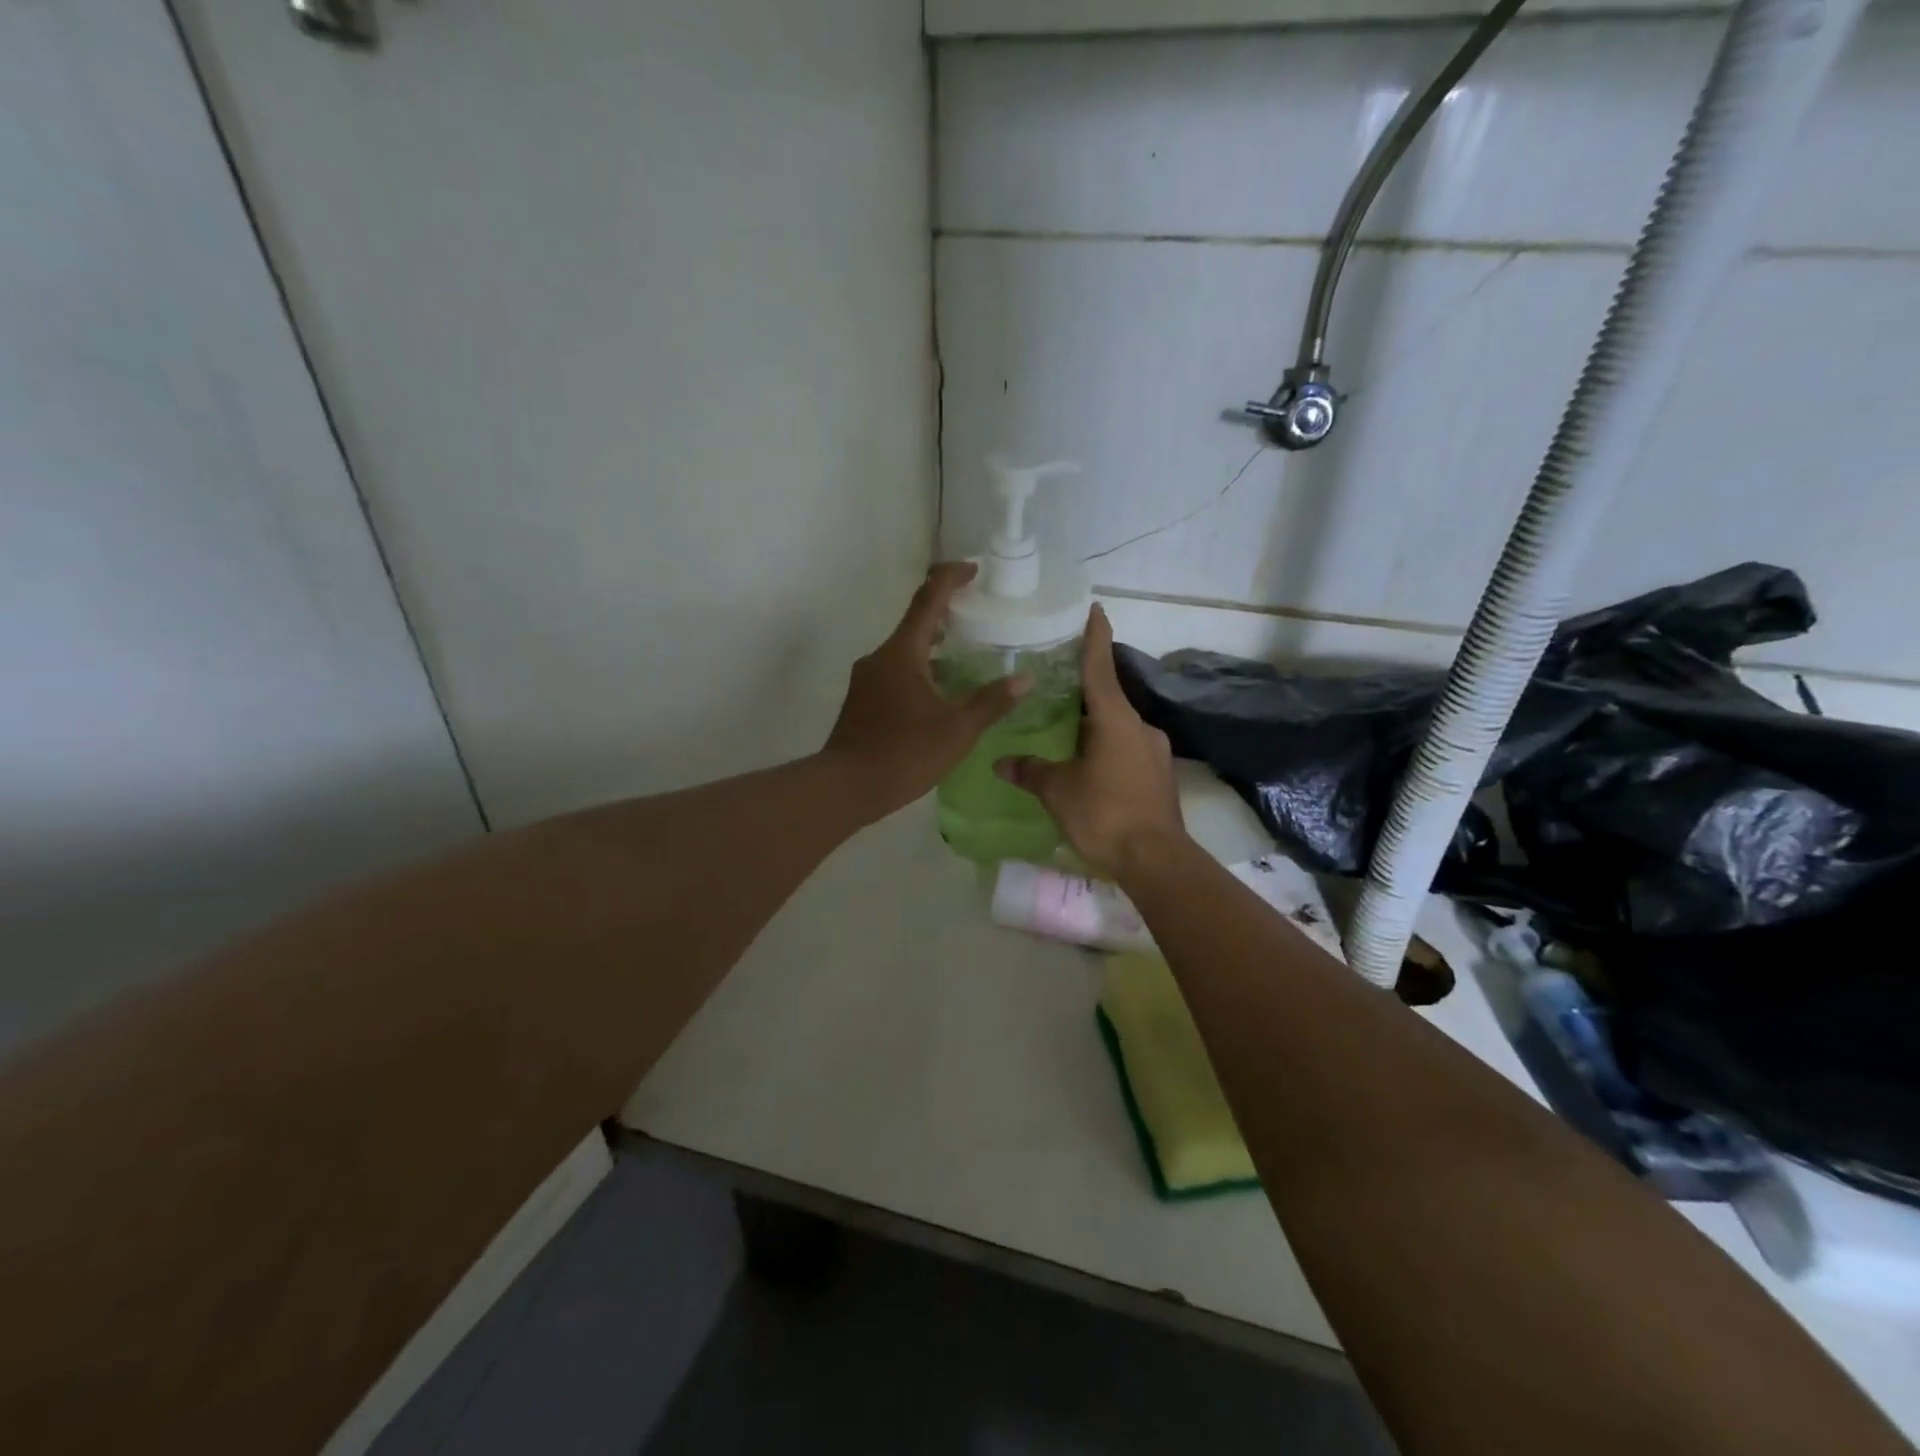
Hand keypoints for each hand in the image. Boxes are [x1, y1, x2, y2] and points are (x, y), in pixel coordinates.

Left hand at [824, 562, 1026, 818]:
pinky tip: (936, 695)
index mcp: (902, 653)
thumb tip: (1024, 679)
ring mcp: (866, 680)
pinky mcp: (861, 702)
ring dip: (932, 647)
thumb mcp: (957, 730)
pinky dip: (918, 671)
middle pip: (915, 624)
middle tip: (975, 617)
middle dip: (944, 615)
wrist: (846, 787)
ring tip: (961, 657)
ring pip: (904, 652)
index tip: (973, 570)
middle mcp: (880, 657)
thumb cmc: (904, 753)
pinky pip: (894, 673)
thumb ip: (991, 702)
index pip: (928, 599)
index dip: (951, 578)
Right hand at [995, 604, 1185, 878]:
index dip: (1094, 638)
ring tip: (1067, 734)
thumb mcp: (1058, 791)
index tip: (1095, 609)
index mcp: (1115, 720)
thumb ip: (1030, 771)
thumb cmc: (1104, 813)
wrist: (1156, 859)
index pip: (1100, 667)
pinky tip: (1090, 767)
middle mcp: (1139, 727)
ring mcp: (1154, 752)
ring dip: (1095, 726)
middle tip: (1057, 687)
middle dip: (1085, 692)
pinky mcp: (1159, 775)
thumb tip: (1000, 762)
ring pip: (1118, 727)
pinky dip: (1107, 749)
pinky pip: (1128, 750)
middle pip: (1108, 698)